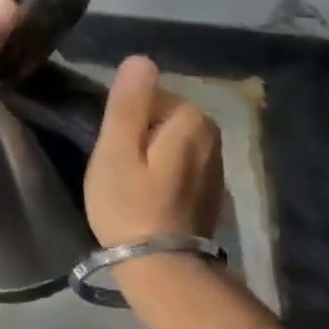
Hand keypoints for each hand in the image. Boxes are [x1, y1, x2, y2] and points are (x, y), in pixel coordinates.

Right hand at [83, 56, 223, 247]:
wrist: (163, 270)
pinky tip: (148, 196)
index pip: (145, 95)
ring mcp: (215, 163)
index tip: (113, 152)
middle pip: (158, 116)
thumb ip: (128, 101)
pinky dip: (161, 172)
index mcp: (191, 118)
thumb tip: (141, 59)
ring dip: (147, 154)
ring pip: (167, 139)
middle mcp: (212, 134)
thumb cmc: (130, 205)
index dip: (122, 121)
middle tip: (118, 169)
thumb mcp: (116, 149)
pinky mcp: (210, 187)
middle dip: (136, 136)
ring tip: (130, 184)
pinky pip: (177, 162)